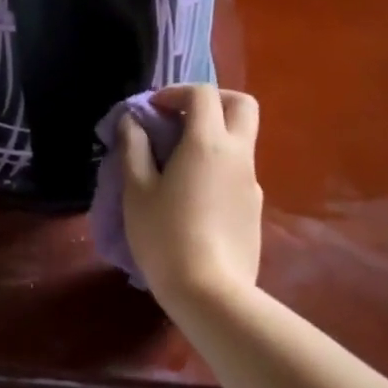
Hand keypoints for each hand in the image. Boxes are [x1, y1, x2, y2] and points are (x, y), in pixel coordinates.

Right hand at [117, 84, 262, 309]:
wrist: (211, 295)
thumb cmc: (166, 236)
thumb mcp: (137, 190)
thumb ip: (134, 148)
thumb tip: (132, 121)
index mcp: (208, 143)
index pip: (203, 93)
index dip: (176, 91)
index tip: (153, 109)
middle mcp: (238, 155)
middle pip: (242, 105)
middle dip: (214, 100)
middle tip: (183, 116)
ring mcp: (251, 183)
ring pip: (242, 140)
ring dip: (214, 135)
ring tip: (179, 161)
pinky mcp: (255, 209)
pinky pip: (238, 171)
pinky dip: (218, 166)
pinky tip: (194, 195)